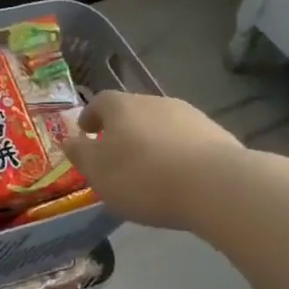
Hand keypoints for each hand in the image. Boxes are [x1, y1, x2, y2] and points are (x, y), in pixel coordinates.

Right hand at [62, 91, 243, 229]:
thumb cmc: (142, 177)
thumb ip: (80, 154)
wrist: (216, 186)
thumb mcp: (98, 171)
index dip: (90, 117)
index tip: (86, 133)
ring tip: (150, 171)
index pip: (100, 102)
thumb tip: (70, 140)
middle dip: (122, 131)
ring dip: (152, 142)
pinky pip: (188, 142)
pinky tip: (180, 179)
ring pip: (162, 126)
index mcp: (121, 106)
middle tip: (116, 156)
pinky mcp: (218, 136)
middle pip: (132, 112)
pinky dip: (178, 155)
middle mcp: (155, 102)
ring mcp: (190, 116)